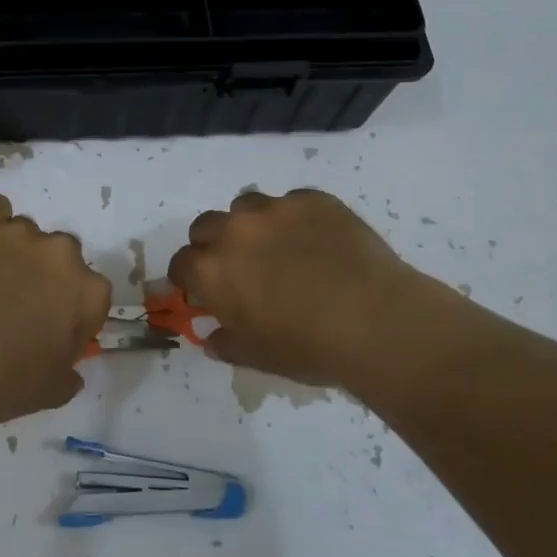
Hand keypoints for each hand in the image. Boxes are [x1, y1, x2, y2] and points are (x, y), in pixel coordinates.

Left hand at [0, 194, 111, 424]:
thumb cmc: (2, 382)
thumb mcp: (51, 391)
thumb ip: (69, 373)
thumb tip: (69, 369)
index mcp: (88, 292)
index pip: (92, 295)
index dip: (72, 315)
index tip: (51, 333)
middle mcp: (61, 253)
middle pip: (62, 257)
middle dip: (46, 277)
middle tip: (17, 306)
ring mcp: (18, 233)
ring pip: (26, 233)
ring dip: (15, 252)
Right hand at [167, 189, 489, 389]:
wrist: (375, 321)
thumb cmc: (308, 348)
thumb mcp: (258, 357)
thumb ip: (227, 343)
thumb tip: (213, 339)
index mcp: (211, 270)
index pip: (181, 264)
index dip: (189, 279)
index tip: (203, 291)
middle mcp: (234, 231)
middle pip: (205, 226)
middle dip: (214, 244)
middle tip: (239, 267)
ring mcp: (274, 209)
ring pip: (246, 206)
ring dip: (251, 224)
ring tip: (279, 247)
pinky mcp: (313, 199)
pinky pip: (292, 202)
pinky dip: (295, 219)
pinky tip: (319, 242)